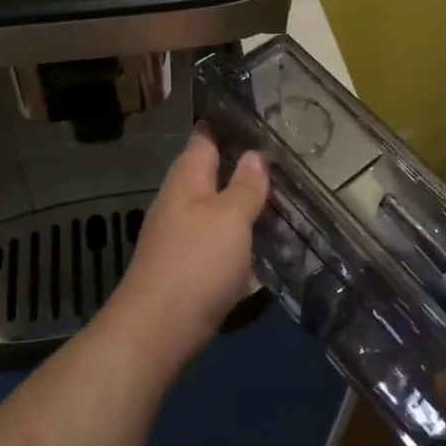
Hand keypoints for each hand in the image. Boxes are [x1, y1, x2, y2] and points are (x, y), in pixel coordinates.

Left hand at [103, 128, 268, 363]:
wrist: (159, 332)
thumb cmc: (197, 262)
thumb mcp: (230, 217)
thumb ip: (245, 185)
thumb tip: (254, 154)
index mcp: (186, 179)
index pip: (204, 137)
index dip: (227, 123)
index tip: (258, 113)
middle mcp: (180, 201)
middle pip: (212, 174)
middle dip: (244, 165)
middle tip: (286, 156)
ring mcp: (182, 236)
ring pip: (218, 209)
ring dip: (245, 204)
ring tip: (285, 196)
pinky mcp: (189, 267)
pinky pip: (219, 241)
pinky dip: (241, 238)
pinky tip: (266, 243)